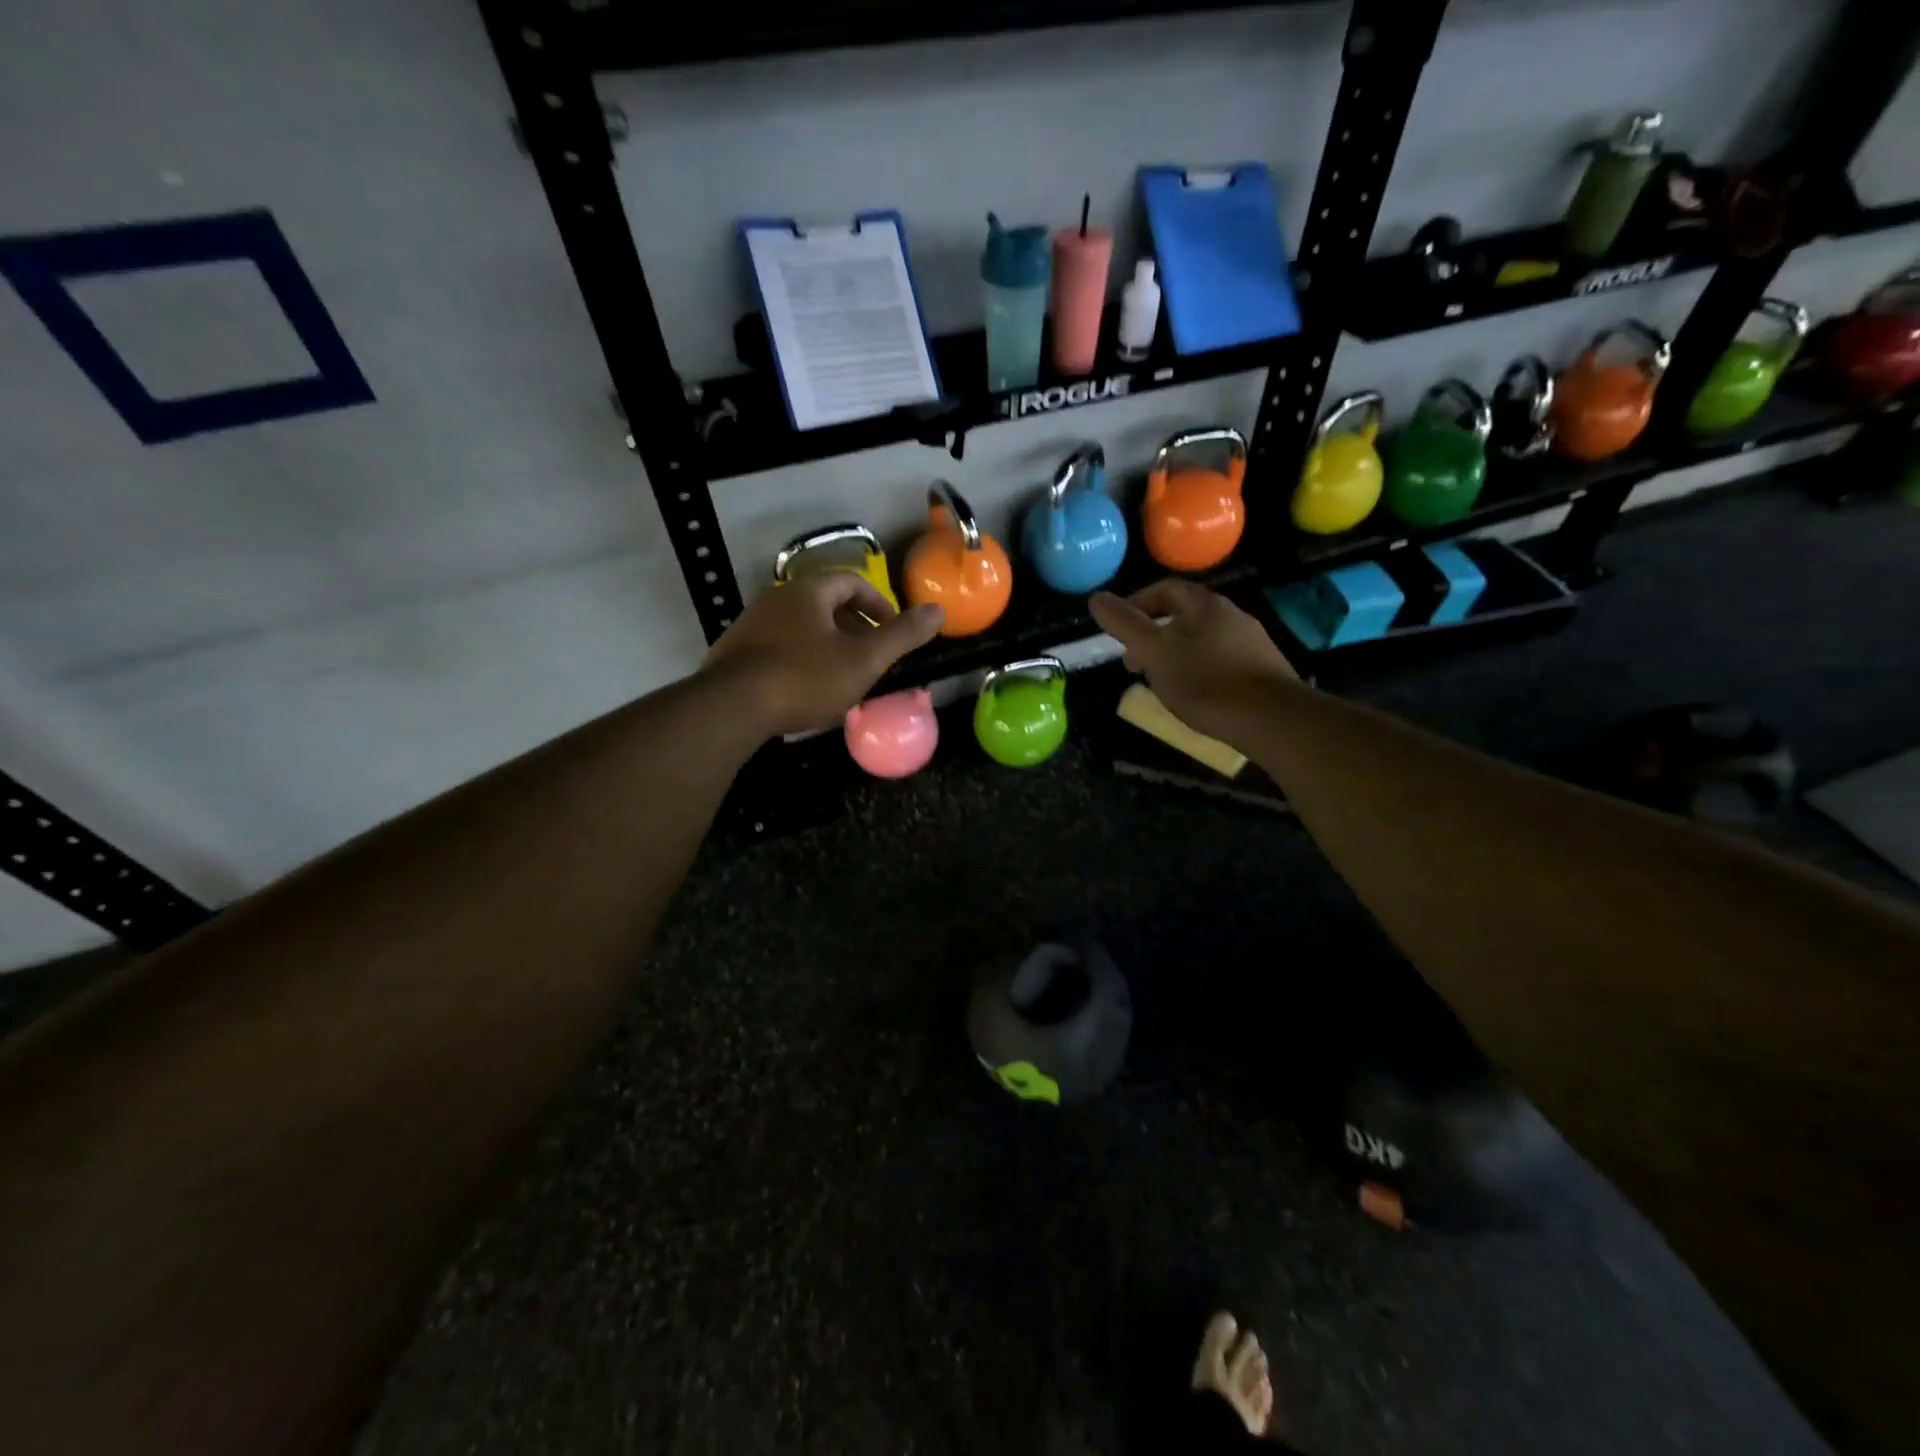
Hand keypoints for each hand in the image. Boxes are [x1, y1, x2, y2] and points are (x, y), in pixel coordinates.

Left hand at [699, 574, 943, 736]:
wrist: (732, 708)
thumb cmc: (805, 678)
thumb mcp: (864, 660)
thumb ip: (903, 636)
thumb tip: (938, 611)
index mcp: (808, 591)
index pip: (852, 582)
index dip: (879, 604)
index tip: (892, 631)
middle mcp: (776, 598)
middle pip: (825, 604)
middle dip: (855, 627)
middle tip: (872, 657)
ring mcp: (751, 625)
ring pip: (802, 628)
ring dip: (828, 646)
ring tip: (843, 677)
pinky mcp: (735, 653)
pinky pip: (779, 648)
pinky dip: (801, 660)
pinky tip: (806, 691)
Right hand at [1089, 579, 1296, 741]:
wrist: (1272, 718)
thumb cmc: (1205, 682)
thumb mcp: (1154, 652)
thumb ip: (1125, 624)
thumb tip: (1096, 598)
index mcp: (1204, 605)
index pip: (1165, 589)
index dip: (1137, 604)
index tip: (1119, 630)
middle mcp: (1231, 614)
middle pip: (1184, 614)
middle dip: (1154, 633)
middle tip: (1134, 661)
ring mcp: (1250, 641)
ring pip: (1202, 638)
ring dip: (1175, 652)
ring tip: (1160, 680)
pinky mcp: (1262, 668)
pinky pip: (1220, 659)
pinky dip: (1198, 668)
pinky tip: (1194, 694)